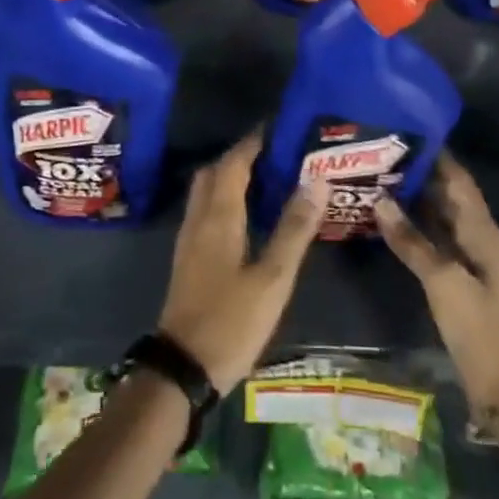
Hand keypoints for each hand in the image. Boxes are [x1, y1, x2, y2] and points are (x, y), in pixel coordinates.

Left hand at [157, 131, 325, 394]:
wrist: (182, 368)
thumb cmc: (231, 321)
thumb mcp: (273, 279)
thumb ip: (294, 229)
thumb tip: (316, 181)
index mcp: (219, 217)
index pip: (233, 163)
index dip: (253, 143)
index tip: (279, 129)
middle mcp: (199, 219)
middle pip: (214, 172)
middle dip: (241, 156)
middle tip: (276, 154)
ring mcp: (189, 240)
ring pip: (206, 191)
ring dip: (230, 176)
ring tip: (267, 179)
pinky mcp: (188, 258)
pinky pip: (205, 211)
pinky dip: (224, 199)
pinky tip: (247, 216)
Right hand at [374, 153, 498, 411]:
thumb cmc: (477, 325)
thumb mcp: (442, 280)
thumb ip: (410, 239)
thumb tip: (380, 199)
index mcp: (482, 230)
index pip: (459, 180)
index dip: (437, 156)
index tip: (406, 132)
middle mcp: (477, 235)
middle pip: (448, 194)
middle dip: (420, 172)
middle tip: (382, 152)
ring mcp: (467, 256)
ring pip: (440, 215)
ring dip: (415, 197)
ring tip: (380, 176)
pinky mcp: (457, 274)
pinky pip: (435, 236)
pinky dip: (415, 223)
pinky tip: (390, 217)